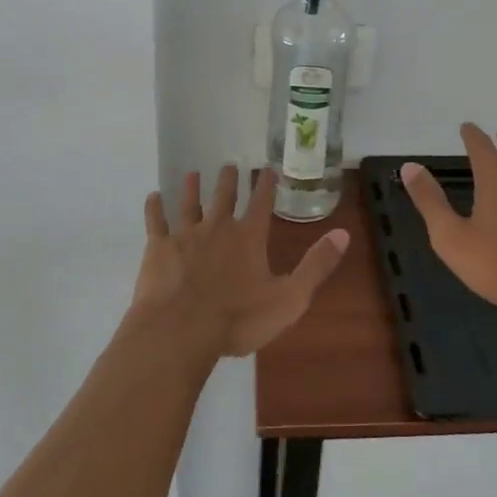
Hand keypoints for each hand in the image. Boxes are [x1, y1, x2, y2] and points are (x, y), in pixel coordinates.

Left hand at [128, 165, 349, 356]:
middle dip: (228, 180)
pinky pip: (156, 222)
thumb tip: (343, 234)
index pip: (260, 203)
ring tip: (192, 173)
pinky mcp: (158, 249)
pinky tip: (153, 197)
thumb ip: (316, 265)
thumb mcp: (290, 298)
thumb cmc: (238, 318)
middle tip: (229, 165)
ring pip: (189, 203)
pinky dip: (155, 208)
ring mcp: (185, 236)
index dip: (265, 185)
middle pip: (223, 197)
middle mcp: (217, 228)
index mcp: (249, 238)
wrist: (181, 330)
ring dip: (192, 188)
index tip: (266, 168)